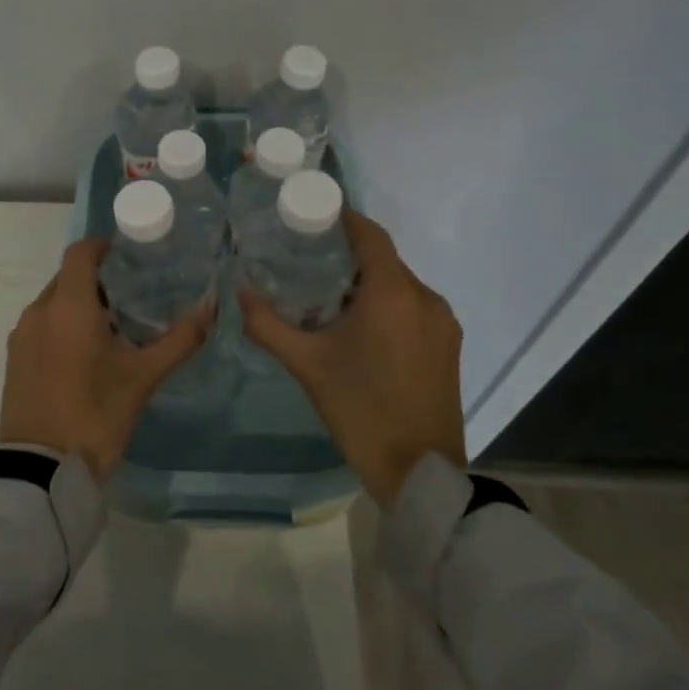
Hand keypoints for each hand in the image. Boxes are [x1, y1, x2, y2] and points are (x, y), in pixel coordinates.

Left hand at [0, 238, 210, 482]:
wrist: (41, 471)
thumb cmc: (96, 415)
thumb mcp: (144, 377)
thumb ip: (180, 339)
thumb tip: (211, 308)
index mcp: (68, 305)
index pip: (81, 252)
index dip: (104, 246)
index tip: (131, 255)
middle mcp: (39, 311)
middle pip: (68, 277)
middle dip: (98, 279)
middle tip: (133, 295)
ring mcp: (22, 336)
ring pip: (54, 303)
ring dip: (80, 304)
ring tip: (113, 328)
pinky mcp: (14, 360)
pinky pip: (41, 326)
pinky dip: (63, 326)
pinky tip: (86, 354)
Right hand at [239, 211, 465, 506]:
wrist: (419, 473)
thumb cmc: (360, 410)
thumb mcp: (307, 365)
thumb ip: (268, 324)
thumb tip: (239, 292)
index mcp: (393, 293)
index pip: (369, 234)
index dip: (342, 218)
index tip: (310, 216)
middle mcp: (425, 298)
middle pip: (383, 259)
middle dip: (347, 255)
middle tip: (306, 259)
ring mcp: (442, 323)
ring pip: (399, 285)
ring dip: (367, 283)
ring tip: (327, 295)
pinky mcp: (449, 346)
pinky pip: (413, 308)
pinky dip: (387, 305)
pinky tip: (360, 327)